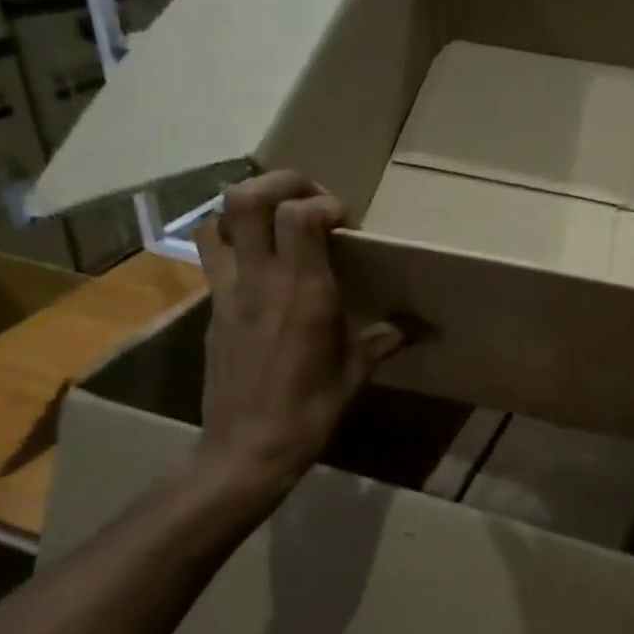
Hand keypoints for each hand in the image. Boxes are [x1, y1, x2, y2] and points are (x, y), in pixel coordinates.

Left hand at [193, 171, 402, 501]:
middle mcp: (260, 279)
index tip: (346, 222)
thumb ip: (385, 339)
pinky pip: (211, 253)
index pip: (299, 215)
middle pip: (247, 198)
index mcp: (302, 292)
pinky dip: (230, 237)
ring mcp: (228, 290)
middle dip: (281, 182)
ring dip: (248, 205)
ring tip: (278, 218)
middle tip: (310, 197)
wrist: (244, 451)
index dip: (324, 202)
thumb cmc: (307, 412)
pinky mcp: (211, 307)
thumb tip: (422, 327)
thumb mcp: (355, 374)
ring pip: (218, 218)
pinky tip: (258, 258)